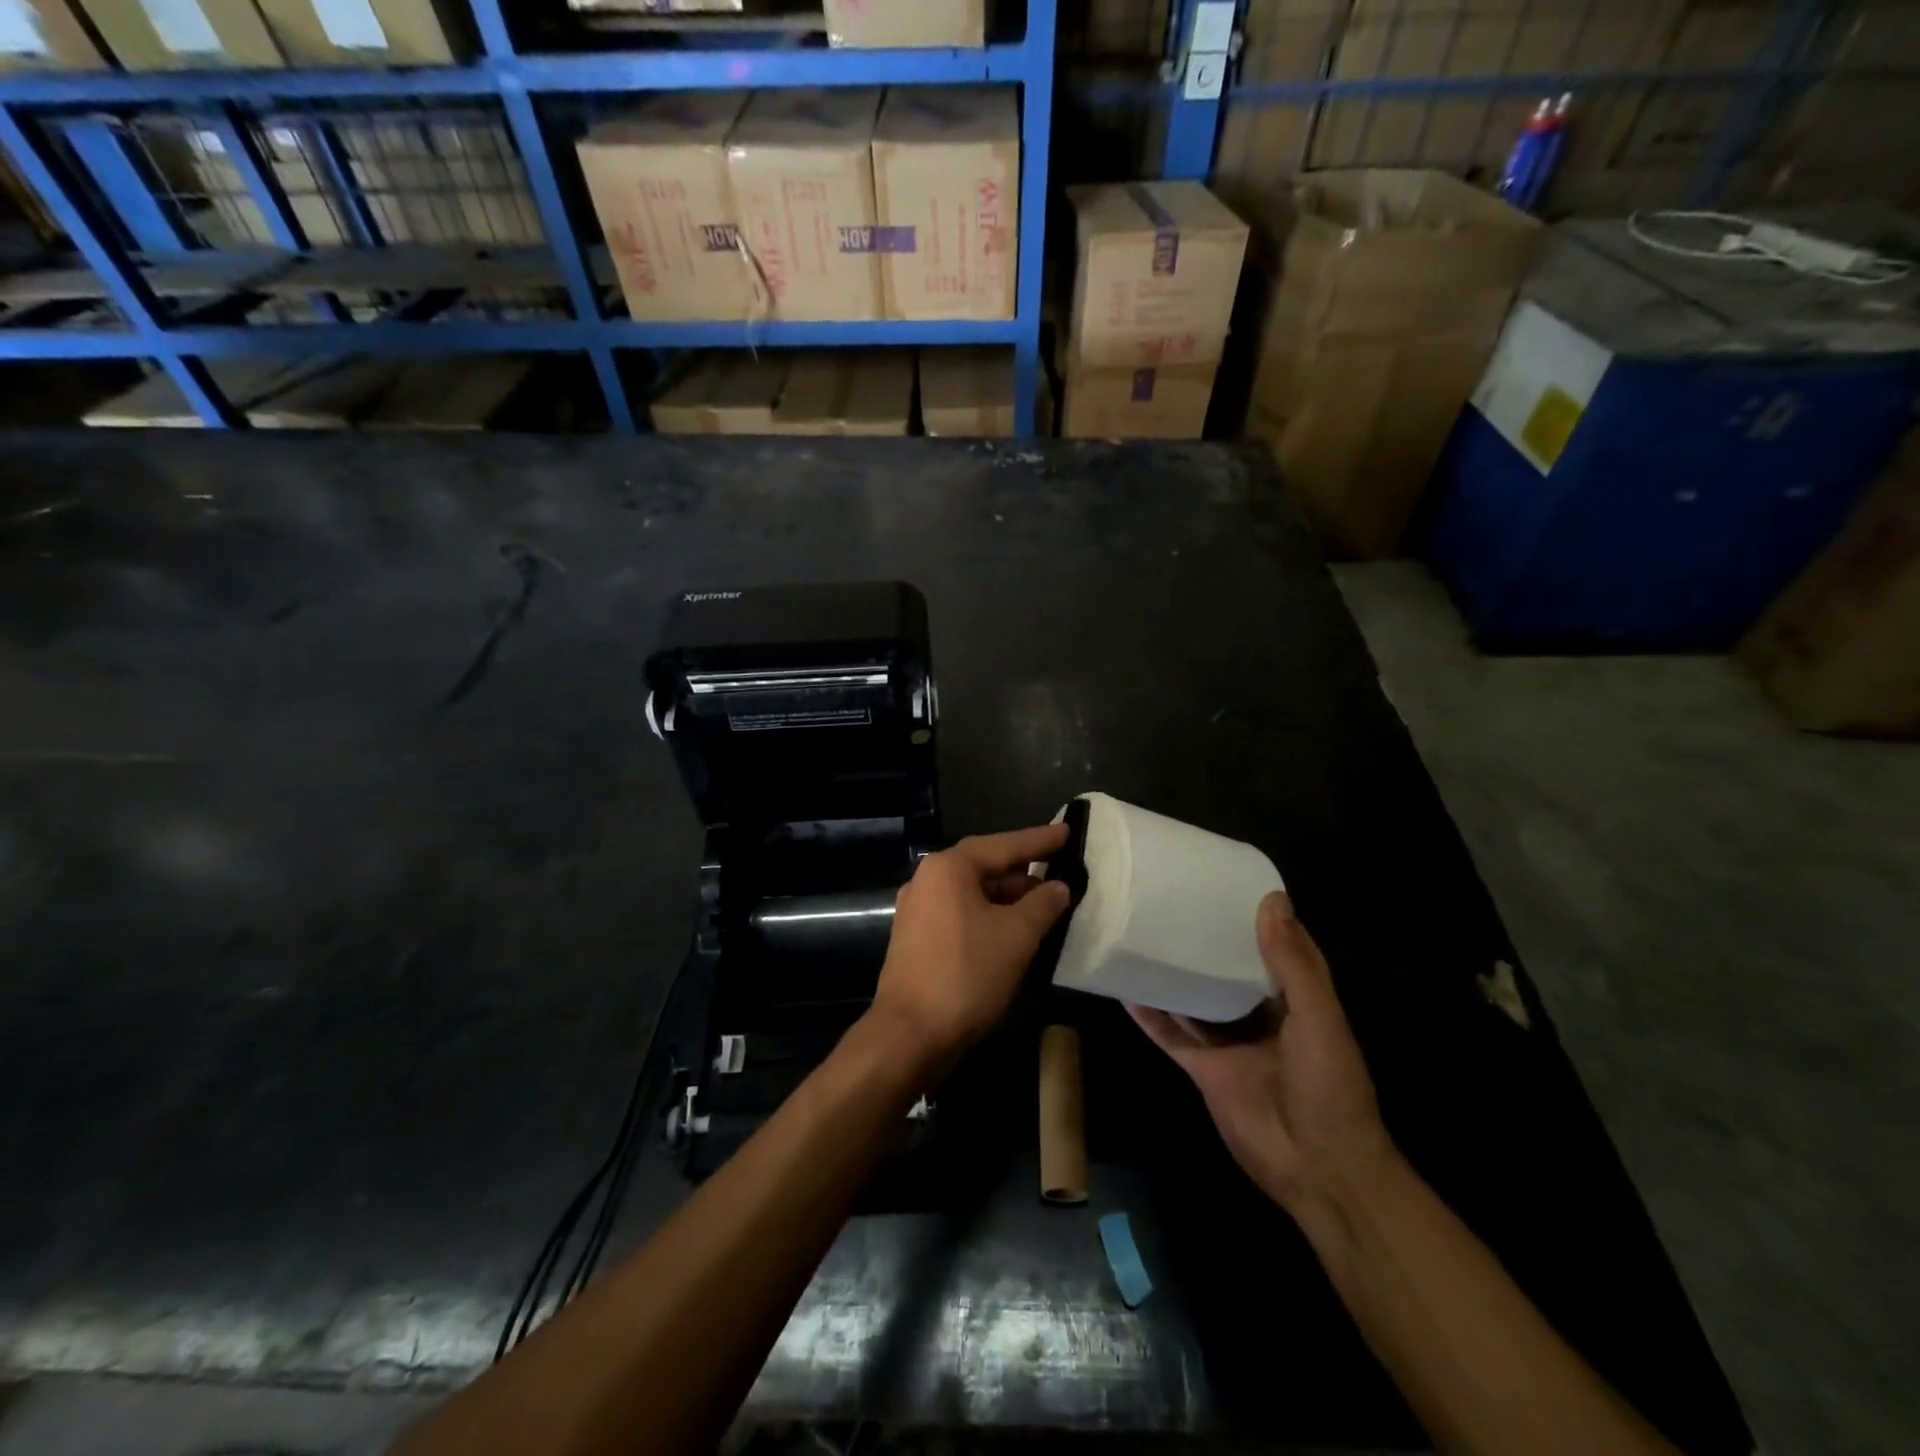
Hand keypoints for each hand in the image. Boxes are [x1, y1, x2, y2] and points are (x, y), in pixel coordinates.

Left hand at [869, 823, 1072, 1073]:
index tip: (1067, 831)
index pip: (1003, 845)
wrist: (910, 1034)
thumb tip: (1058, 886)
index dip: (1039, 839)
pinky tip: (1014, 931)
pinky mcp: (917, 938)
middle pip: (984, 866)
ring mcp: (918, 910)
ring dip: (1008, 898)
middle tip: (1060, 868)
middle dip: (1024, 871)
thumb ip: (1042, 905)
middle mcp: (927, 880)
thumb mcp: (1016, 936)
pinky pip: (961, 914)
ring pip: (973, 893)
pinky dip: (989, 916)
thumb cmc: (966, 974)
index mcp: (948, 868)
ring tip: (1046, 905)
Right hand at [1127, 892, 1394, 1214]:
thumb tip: (1272, 899)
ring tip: (1141, 935)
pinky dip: (1149, 1014)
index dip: (1253, 918)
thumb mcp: (1319, 1018)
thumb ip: (1293, 964)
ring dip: (1173, 973)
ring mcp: (1228, 1043)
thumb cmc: (1328, 1086)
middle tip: (1170, 902)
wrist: (1317, 1169)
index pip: (1273, 948)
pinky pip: (1171, 1034)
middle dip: (1205, 942)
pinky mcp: (1203, 1068)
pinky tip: (1125, 989)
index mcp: (1296, 1000)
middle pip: (1227, 970)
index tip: (1223, 884)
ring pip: (1195, 999)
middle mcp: (1260, 1016)